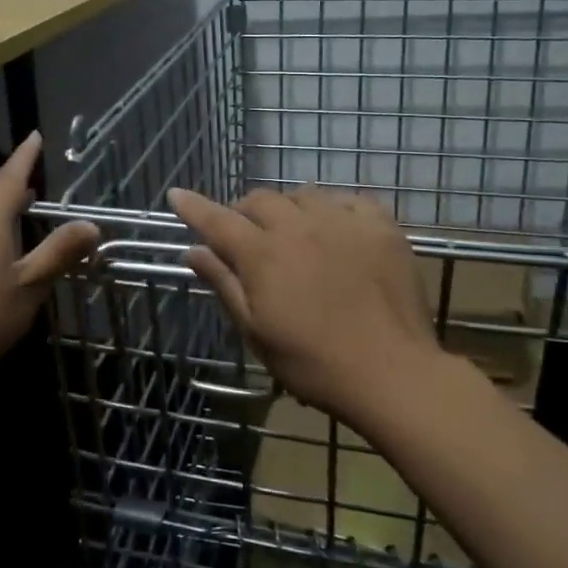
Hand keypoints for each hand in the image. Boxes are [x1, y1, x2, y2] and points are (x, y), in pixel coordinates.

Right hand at [168, 185, 437, 418]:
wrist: (391, 372)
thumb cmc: (312, 363)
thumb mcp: (256, 331)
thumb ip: (224, 284)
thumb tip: (193, 251)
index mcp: (263, 254)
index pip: (217, 219)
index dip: (194, 206)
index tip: (176, 194)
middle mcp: (299, 226)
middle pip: (260, 200)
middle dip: (244, 212)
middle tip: (248, 237)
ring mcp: (343, 221)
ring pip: (303, 195)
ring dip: (289, 209)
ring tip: (295, 234)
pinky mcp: (381, 225)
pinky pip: (349, 199)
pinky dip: (334, 209)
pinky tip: (337, 229)